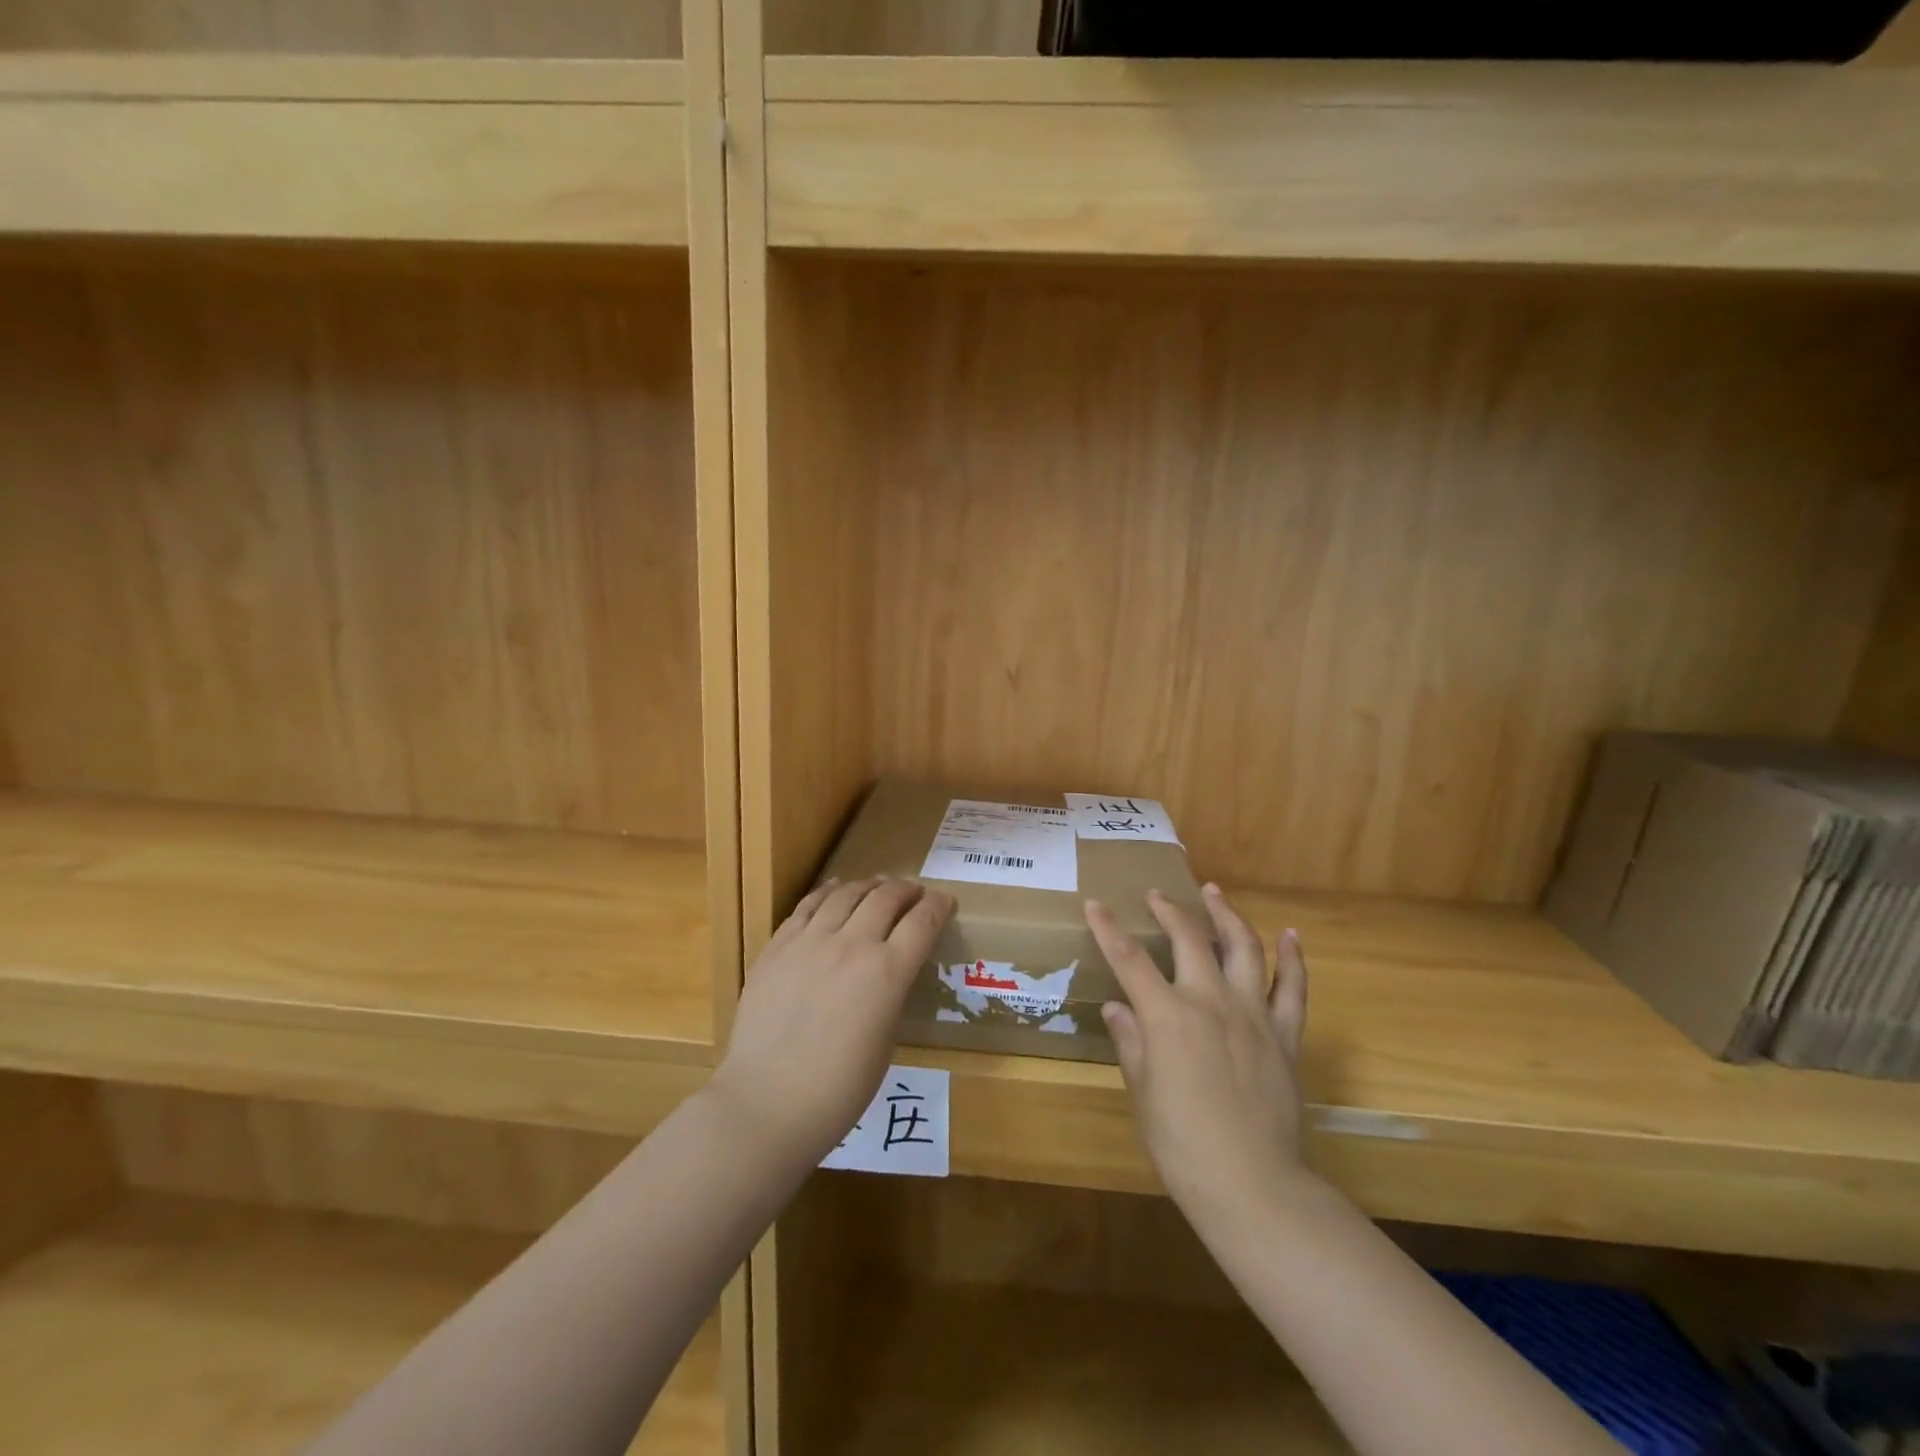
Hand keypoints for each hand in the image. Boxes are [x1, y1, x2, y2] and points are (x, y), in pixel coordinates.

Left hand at [711, 877, 954, 1169]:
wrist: (766, 1105)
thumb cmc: (838, 1091)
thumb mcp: (885, 1043)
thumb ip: (890, 995)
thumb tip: (889, 973)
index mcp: (887, 973)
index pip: (922, 922)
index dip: (939, 905)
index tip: (945, 901)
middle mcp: (852, 945)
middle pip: (886, 898)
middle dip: (906, 890)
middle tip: (914, 892)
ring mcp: (810, 941)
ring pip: (846, 893)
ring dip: (869, 886)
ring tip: (878, 886)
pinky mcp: (778, 946)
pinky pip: (808, 906)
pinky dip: (828, 891)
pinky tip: (835, 889)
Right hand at [1088, 885, 1310, 1233]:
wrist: (1252, 1185)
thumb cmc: (1182, 1143)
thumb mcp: (1143, 1091)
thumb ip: (1131, 1041)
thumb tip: (1117, 1007)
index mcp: (1167, 1015)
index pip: (1129, 959)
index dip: (1108, 929)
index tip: (1095, 904)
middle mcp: (1210, 1000)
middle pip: (1188, 939)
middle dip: (1169, 910)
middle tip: (1157, 895)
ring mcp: (1253, 1013)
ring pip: (1243, 947)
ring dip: (1226, 914)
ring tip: (1214, 892)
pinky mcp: (1285, 1034)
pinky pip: (1293, 987)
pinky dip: (1293, 958)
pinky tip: (1289, 935)